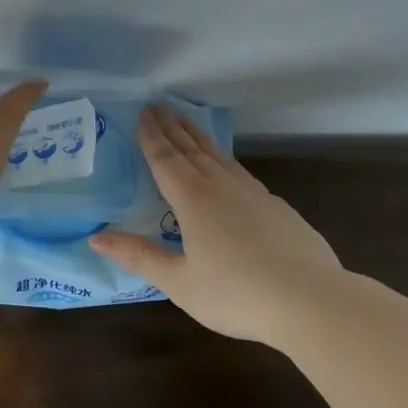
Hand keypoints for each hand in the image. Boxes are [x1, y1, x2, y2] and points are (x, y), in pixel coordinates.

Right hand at [90, 106, 341, 342]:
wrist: (311, 300)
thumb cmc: (237, 294)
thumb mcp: (180, 282)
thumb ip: (139, 257)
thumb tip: (96, 236)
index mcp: (194, 200)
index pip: (166, 159)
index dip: (151, 136)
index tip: (143, 112)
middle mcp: (222, 187)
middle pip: (192, 149)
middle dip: (172, 127)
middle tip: (158, 106)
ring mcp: (254, 194)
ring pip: (219, 156)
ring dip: (198, 137)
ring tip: (186, 122)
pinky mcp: (277, 207)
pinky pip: (240, 172)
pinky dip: (224, 159)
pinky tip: (227, 167)